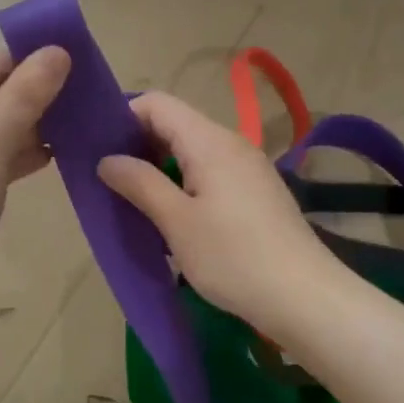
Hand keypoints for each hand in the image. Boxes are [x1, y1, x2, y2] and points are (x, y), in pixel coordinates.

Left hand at [0, 47, 70, 326]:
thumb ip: (24, 96)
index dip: (38, 63)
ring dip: (38, 128)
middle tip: (96, 99)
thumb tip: (58, 50)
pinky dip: (25, 157)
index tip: (88, 66)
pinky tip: (61, 156)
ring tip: (87, 125)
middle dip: (43, 97)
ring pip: (1, 131)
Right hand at [97, 91, 343, 332]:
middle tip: (110, 182)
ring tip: (136, 204)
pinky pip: (211, 175)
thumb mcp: (177, 222)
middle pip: (175, 126)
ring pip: (192, 153)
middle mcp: (231, 144)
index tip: (99, 151)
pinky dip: (185, 187)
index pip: (157, 104)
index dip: (123, 118)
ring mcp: (248, 169)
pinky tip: (174, 221)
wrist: (304, 297)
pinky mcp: (257, 194)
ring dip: (161, 172)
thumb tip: (107, 159)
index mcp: (210, 141)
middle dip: (139, 147)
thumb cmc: (233, 257)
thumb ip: (140, 183)